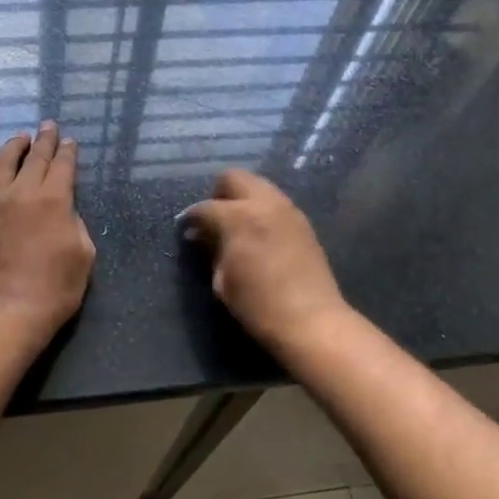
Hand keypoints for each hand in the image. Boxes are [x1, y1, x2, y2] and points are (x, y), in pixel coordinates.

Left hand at [0, 122, 95, 338]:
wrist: (12, 311)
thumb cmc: (57, 286)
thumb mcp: (84, 252)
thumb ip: (74, 222)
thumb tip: (62, 211)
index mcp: (54, 198)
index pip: (62, 164)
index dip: (67, 151)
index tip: (68, 141)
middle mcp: (21, 192)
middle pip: (33, 157)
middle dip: (43, 140)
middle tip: (48, 127)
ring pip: (0, 164)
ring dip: (12, 148)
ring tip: (19, 139)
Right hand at [184, 170, 350, 350]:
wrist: (312, 321)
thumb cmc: (259, 305)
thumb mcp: (223, 280)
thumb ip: (212, 249)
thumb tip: (202, 235)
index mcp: (239, 216)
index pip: (205, 207)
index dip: (191, 219)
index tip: (187, 231)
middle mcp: (264, 202)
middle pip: (234, 178)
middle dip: (218, 194)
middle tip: (213, 220)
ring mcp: (288, 209)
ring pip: (258, 186)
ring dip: (243, 199)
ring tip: (236, 226)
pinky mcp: (303, 222)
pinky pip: (275, 203)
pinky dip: (262, 210)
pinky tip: (258, 234)